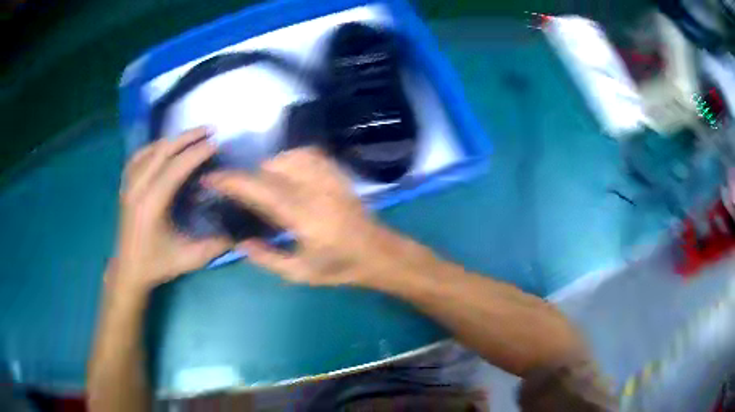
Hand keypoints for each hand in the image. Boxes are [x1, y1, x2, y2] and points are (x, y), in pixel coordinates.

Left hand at [113, 127, 231, 292]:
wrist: (129, 270)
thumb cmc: (157, 264)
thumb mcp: (189, 258)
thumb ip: (215, 245)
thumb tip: (239, 233)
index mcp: (152, 205)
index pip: (175, 168)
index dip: (196, 153)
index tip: (216, 144)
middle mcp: (138, 189)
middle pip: (162, 151)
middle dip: (187, 137)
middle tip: (208, 130)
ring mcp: (129, 186)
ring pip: (150, 150)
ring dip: (172, 140)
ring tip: (191, 136)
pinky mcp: (125, 186)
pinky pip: (138, 157)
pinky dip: (153, 147)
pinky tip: (163, 147)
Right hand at [205, 147, 431, 285]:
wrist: (379, 253)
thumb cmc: (340, 267)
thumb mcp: (300, 273)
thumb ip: (267, 258)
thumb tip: (241, 242)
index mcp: (302, 215)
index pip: (259, 189)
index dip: (231, 181)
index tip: (211, 178)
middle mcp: (314, 189)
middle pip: (271, 168)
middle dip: (249, 177)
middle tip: (241, 193)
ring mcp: (329, 178)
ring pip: (288, 156)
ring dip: (269, 168)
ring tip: (265, 186)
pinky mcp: (338, 173)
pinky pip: (309, 154)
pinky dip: (291, 159)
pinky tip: (288, 173)